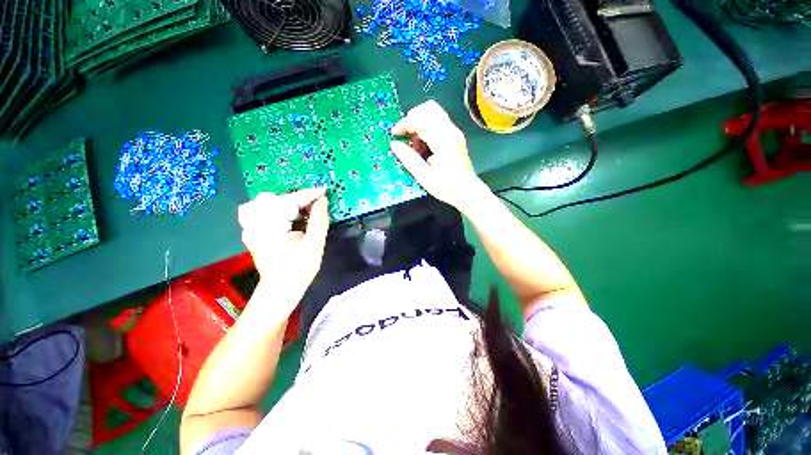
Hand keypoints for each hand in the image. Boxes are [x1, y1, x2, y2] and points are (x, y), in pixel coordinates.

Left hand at [238, 188, 328, 292]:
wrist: (280, 288)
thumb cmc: (299, 270)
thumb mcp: (314, 245)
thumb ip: (319, 220)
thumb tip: (322, 200)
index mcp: (270, 228)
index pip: (290, 201)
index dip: (309, 195)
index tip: (324, 191)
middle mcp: (254, 224)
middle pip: (276, 199)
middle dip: (298, 199)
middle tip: (317, 205)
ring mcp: (249, 226)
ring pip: (266, 202)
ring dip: (286, 203)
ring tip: (302, 211)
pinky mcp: (250, 229)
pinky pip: (259, 209)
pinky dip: (275, 208)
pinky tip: (287, 215)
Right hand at [390, 100, 481, 209]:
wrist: (468, 192)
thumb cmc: (447, 187)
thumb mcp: (425, 177)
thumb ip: (409, 159)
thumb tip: (395, 145)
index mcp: (443, 141)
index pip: (421, 120)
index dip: (404, 124)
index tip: (394, 135)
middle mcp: (451, 131)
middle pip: (429, 108)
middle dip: (412, 118)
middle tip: (405, 135)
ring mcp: (454, 133)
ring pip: (433, 114)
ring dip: (419, 124)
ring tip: (414, 146)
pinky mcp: (455, 137)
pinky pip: (438, 124)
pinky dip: (426, 130)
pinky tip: (423, 148)